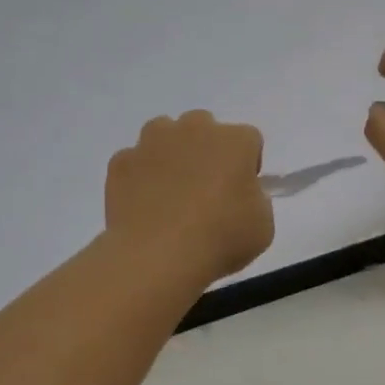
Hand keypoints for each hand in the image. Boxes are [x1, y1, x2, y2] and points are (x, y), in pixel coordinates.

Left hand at [105, 111, 274, 282]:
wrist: (157, 256)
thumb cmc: (220, 239)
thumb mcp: (262, 226)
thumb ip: (256, 200)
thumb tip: (240, 194)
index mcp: (235, 140)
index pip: (249, 140)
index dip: (247, 165)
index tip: (241, 192)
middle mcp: (193, 129)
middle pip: (204, 128)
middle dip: (206, 150)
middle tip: (206, 189)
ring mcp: (152, 142)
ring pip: (164, 135)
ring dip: (170, 154)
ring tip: (170, 192)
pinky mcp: (121, 161)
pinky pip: (134, 161)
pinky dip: (139, 176)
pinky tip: (143, 205)